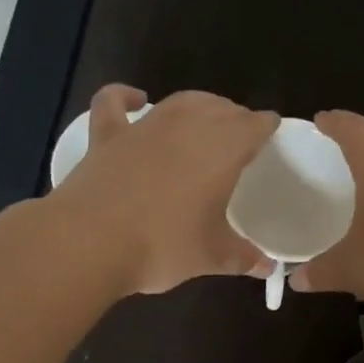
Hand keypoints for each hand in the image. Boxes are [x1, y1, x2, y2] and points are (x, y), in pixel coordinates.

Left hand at [51, 84, 277, 294]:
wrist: (91, 242)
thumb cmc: (163, 247)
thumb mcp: (211, 256)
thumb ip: (243, 258)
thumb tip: (267, 266)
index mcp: (222, 149)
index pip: (254, 125)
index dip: (266, 127)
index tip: (272, 133)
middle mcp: (187, 126)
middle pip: (220, 108)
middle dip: (234, 117)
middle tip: (240, 135)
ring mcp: (144, 127)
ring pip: (179, 102)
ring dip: (197, 106)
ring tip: (204, 118)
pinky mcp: (107, 135)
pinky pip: (114, 103)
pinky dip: (125, 97)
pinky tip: (135, 99)